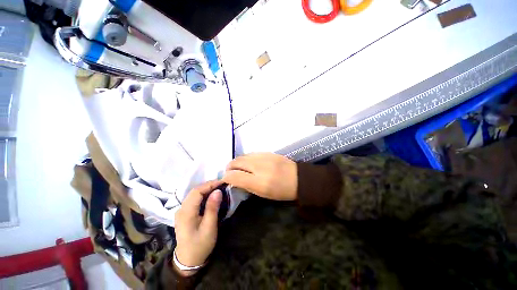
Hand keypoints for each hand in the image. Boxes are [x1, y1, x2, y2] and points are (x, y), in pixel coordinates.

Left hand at [174, 180, 222, 275]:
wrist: (188, 260)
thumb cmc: (200, 245)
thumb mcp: (209, 227)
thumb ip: (212, 208)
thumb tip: (217, 191)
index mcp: (186, 213)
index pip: (197, 192)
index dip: (210, 184)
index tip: (222, 182)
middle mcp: (181, 209)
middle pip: (194, 191)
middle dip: (208, 185)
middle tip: (222, 184)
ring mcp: (181, 211)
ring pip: (193, 194)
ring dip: (206, 189)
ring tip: (218, 187)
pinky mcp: (184, 213)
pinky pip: (193, 199)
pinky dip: (203, 194)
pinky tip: (210, 195)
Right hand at [223, 153, 297, 200]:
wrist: (299, 178)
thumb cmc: (281, 191)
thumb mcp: (263, 194)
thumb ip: (247, 186)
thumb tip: (234, 180)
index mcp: (259, 182)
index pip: (234, 176)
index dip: (226, 177)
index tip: (225, 180)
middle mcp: (259, 166)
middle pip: (236, 162)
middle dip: (229, 167)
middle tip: (229, 172)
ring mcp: (263, 156)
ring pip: (242, 156)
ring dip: (237, 162)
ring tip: (237, 167)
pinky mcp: (267, 152)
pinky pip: (251, 153)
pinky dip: (245, 158)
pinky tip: (248, 162)